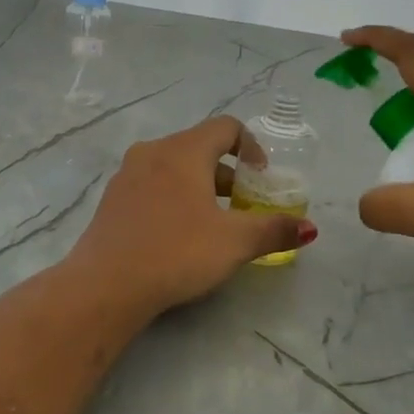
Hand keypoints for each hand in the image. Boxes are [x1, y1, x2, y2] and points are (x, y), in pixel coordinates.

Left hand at [68, 116, 316, 317]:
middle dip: (229, 173)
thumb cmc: (176, 253)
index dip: (252, 148)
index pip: (226, 127)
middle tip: (244, 206)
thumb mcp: (234, 243)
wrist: (105, 285)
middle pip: (200, 148)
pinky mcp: (112, 200)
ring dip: (201, 186)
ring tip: (214, 222)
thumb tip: (309, 228)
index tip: (261, 180)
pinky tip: (178, 235)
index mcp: (184, 151)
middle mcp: (153, 152)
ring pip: (175, 167)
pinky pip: (153, 185)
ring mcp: (127, 175)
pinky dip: (174, 197)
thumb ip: (274, 230)